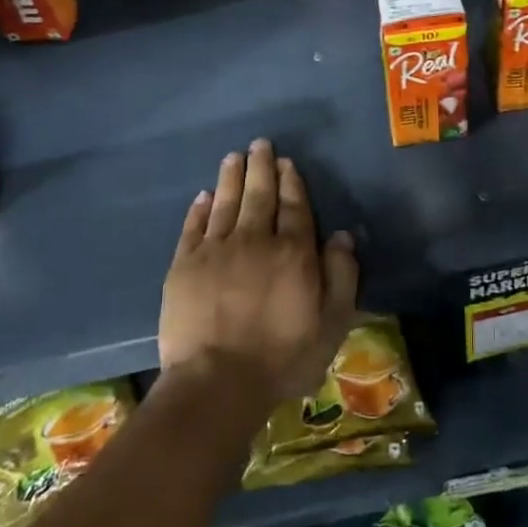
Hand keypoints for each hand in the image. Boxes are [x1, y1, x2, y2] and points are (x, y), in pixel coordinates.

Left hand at [159, 139, 358, 410]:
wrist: (217, 382)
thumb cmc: (282, 357)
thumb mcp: (332, 323)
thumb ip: (342, 276)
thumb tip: (343, 236)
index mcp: (292, 252)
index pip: (294, 207)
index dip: (291, 182)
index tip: (287, 162)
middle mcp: (254, 240)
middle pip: (259, 195)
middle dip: (261, 167)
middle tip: (259, 144)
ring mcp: (215, 250)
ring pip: (226, 203)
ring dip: (231, 177)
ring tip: (234, 157)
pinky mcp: (184, 266)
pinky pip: (194, 227)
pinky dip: (200, 209)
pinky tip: (204, 196)